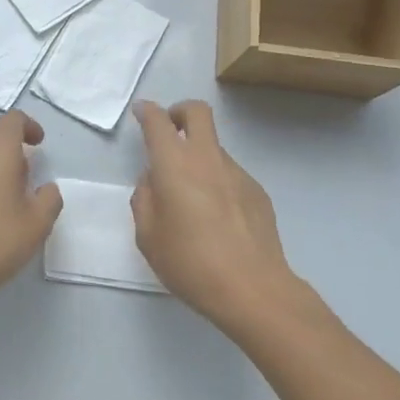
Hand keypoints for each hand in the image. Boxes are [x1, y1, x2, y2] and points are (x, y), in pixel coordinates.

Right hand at [131, 100, 296, 330]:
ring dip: (199, 157)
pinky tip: (217, 220)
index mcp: (174, 164)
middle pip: (197, 112)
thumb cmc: (190, 262)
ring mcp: (237, 173)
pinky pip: (230, 176)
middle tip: (170, 132)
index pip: (158, 122)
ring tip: (191, 200)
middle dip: (180, 112)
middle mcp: (207, 158)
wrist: (252, 288)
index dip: (148, 112)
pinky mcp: (257, 191)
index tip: (142, 113)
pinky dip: (218, 183)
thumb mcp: (148, 236)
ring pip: (214, 148)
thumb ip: (144, 200)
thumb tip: (153, 180)